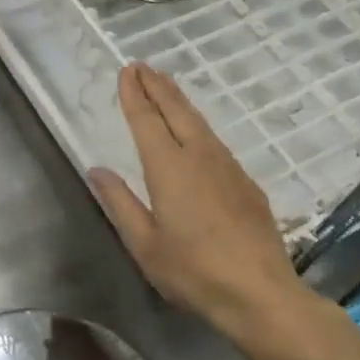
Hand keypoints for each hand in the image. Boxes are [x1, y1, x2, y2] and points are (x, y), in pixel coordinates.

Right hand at [89, 64, 322, 349]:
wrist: (262, 294)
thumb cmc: (194, 271)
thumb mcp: (144, 244)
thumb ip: (120, 203)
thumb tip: (97, 170)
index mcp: (169, 168)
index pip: (147, 120)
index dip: (135, 94)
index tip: (126, 71)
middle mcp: (199, 157)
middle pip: (176, 111)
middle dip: (157, 86)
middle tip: (142, 65)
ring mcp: (227, 168)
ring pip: (199, 122)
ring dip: (179, 100)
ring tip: (165, 85)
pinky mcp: (246, 183)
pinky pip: (215, 141)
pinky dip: (197, 124)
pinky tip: (196, 132)